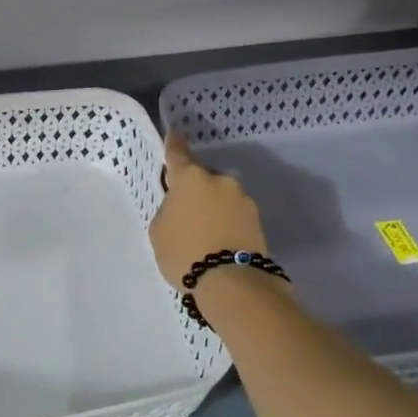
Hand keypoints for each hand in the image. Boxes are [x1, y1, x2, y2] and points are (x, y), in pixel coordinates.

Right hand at [150, 132, 269, 289]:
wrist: (231, 281)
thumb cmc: (184, 252)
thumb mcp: (159, 231)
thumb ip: (168, 210)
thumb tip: (181, 207)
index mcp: (191, 178)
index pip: (178, 153)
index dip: (173, 144)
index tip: (174, 135)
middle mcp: (220, 180)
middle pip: (202, 178)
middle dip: (195, 189)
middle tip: (185, 213)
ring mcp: (242, 198)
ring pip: (221, 196)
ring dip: (213, 207)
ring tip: (204, 233)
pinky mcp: (257, 219)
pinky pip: (234, 214)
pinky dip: (226, 222)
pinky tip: (218, 241)